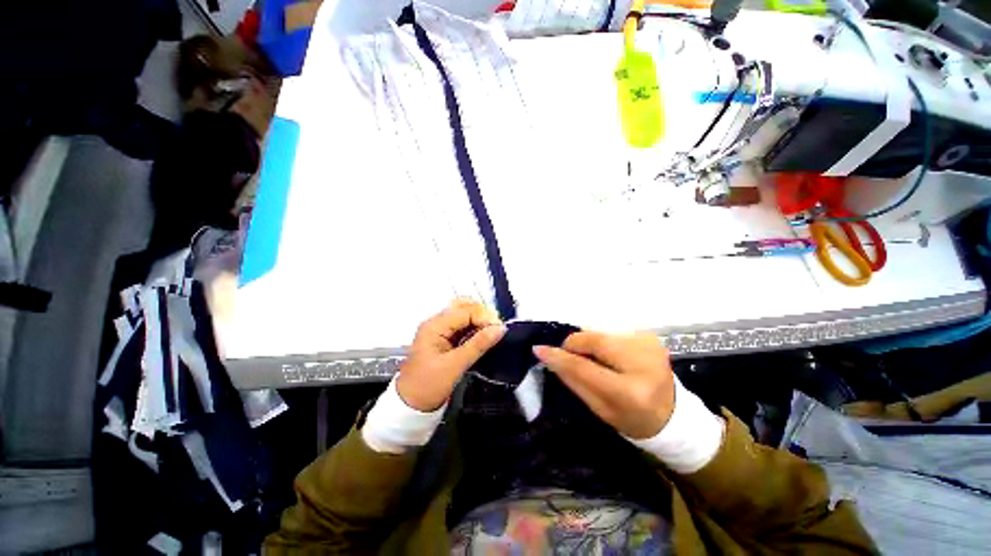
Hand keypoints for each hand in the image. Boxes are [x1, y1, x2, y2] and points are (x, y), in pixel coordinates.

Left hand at [396, 299, 505, 411]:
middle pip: (463, 307)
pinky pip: (462, 327)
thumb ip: (479, 344)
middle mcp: (436, 323)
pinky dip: (474, 329)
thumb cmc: (429, 386)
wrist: (410, 406)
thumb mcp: (455, 365)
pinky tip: (483, 337)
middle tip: (496, 329)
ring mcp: (439, 330)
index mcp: (435, 325)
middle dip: (482, 315)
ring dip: (479, 322)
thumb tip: (500, 328)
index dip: (484, 317)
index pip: (465, 311)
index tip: (500, 329)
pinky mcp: (443, 339)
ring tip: (493, 333)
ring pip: (464, 316)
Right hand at [534, 331, 674, 438]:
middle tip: (573, 356)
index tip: (539, 349)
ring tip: (598, 359)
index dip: (559, 356)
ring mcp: (649, 345)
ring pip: (602, 333)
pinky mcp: (650, 336)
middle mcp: (642, 363)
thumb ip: (574, 380)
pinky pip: (614, 332)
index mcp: (629, 392)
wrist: (673, 415)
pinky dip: (604, 341)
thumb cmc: (632, 419)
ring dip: (591, 343)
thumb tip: (549, 356)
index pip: (584, 367)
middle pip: (594, 340)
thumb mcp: (599, 409)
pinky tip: (612, 355)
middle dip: (576, 345)